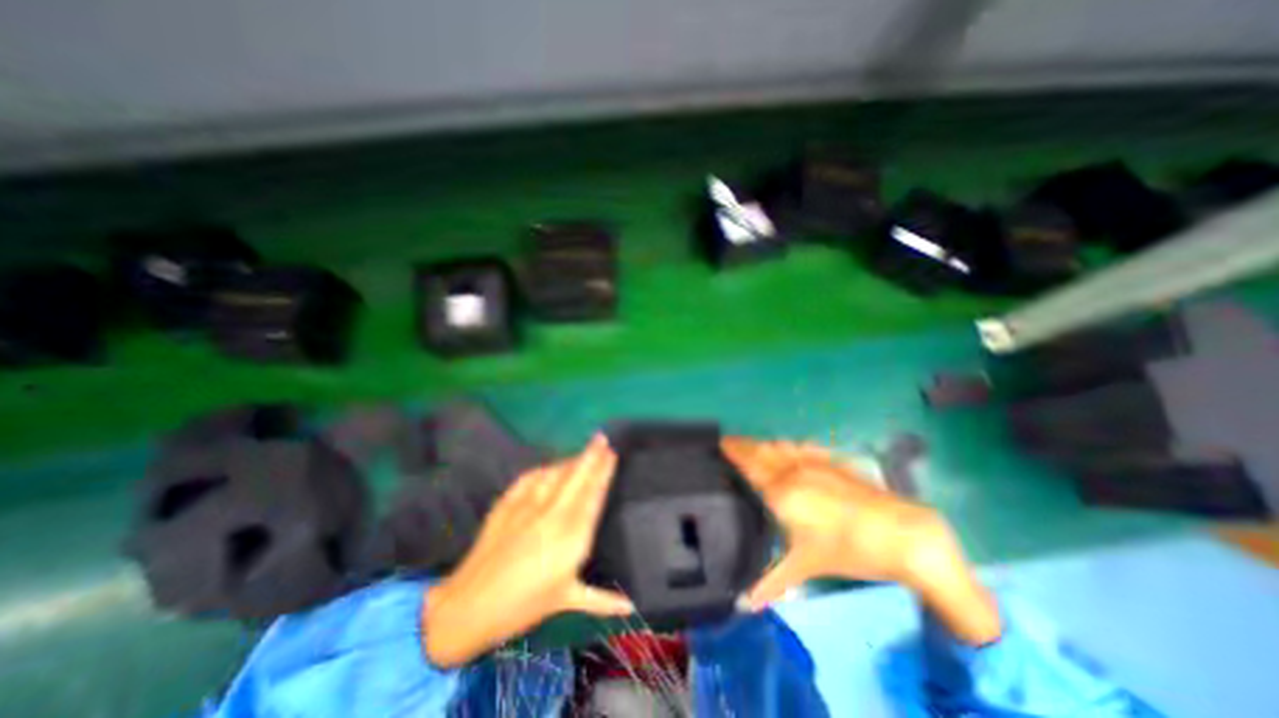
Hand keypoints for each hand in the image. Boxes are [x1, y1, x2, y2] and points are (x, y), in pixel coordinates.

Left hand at [424, 435, 632, 670]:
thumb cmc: (523, 606)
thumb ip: (604, 600)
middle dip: (592, 455)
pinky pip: (532, 476)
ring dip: (571, 459)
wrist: (469, 606)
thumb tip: (632, 607)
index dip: (603, 472)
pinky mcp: (508, 502)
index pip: (593, 495)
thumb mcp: (567, 601)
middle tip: (602, 438)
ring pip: (556, 472)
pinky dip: (545, 468)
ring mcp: (529, 505)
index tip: (612, 453)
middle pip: (577, 477)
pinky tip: (551, 465)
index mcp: (572, 536)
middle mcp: (554, 514)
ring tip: (583, 450)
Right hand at [719, 437, 997, 645]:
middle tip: (729, 443)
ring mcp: (814, 462)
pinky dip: (788, 446)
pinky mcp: (832, 461)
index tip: (719, 442)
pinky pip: (801, 447)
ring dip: (763, 444)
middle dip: (743, 444)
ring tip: (753, 448)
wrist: (901, 535)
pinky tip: (789, 449)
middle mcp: (792, 470)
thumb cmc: (848, 551)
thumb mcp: (806, 567)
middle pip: (760, 450)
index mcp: (781, 491)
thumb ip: (771, 580)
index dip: (733, 450)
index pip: (749, 463)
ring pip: (780, 445)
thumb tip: (744, 603)